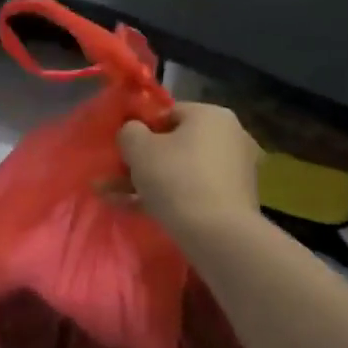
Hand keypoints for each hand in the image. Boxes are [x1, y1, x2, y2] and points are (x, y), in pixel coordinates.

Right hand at [118, 102, 261, 243]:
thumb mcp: (138, 148)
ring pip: (180, 171)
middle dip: (141, 161)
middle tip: (114, 176)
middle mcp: (229, 137)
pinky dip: (166, 198)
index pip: (168, 113)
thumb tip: (133, 133)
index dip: (140, 130)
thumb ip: (129, 132)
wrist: (217, 234)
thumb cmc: (176, 178)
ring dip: (147, 182)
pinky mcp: (233, 200)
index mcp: (211, 115)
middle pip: (174, 144)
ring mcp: (234, 170)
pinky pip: (192, 191)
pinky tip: (135, 210)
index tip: (123, 150)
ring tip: (114, 197)